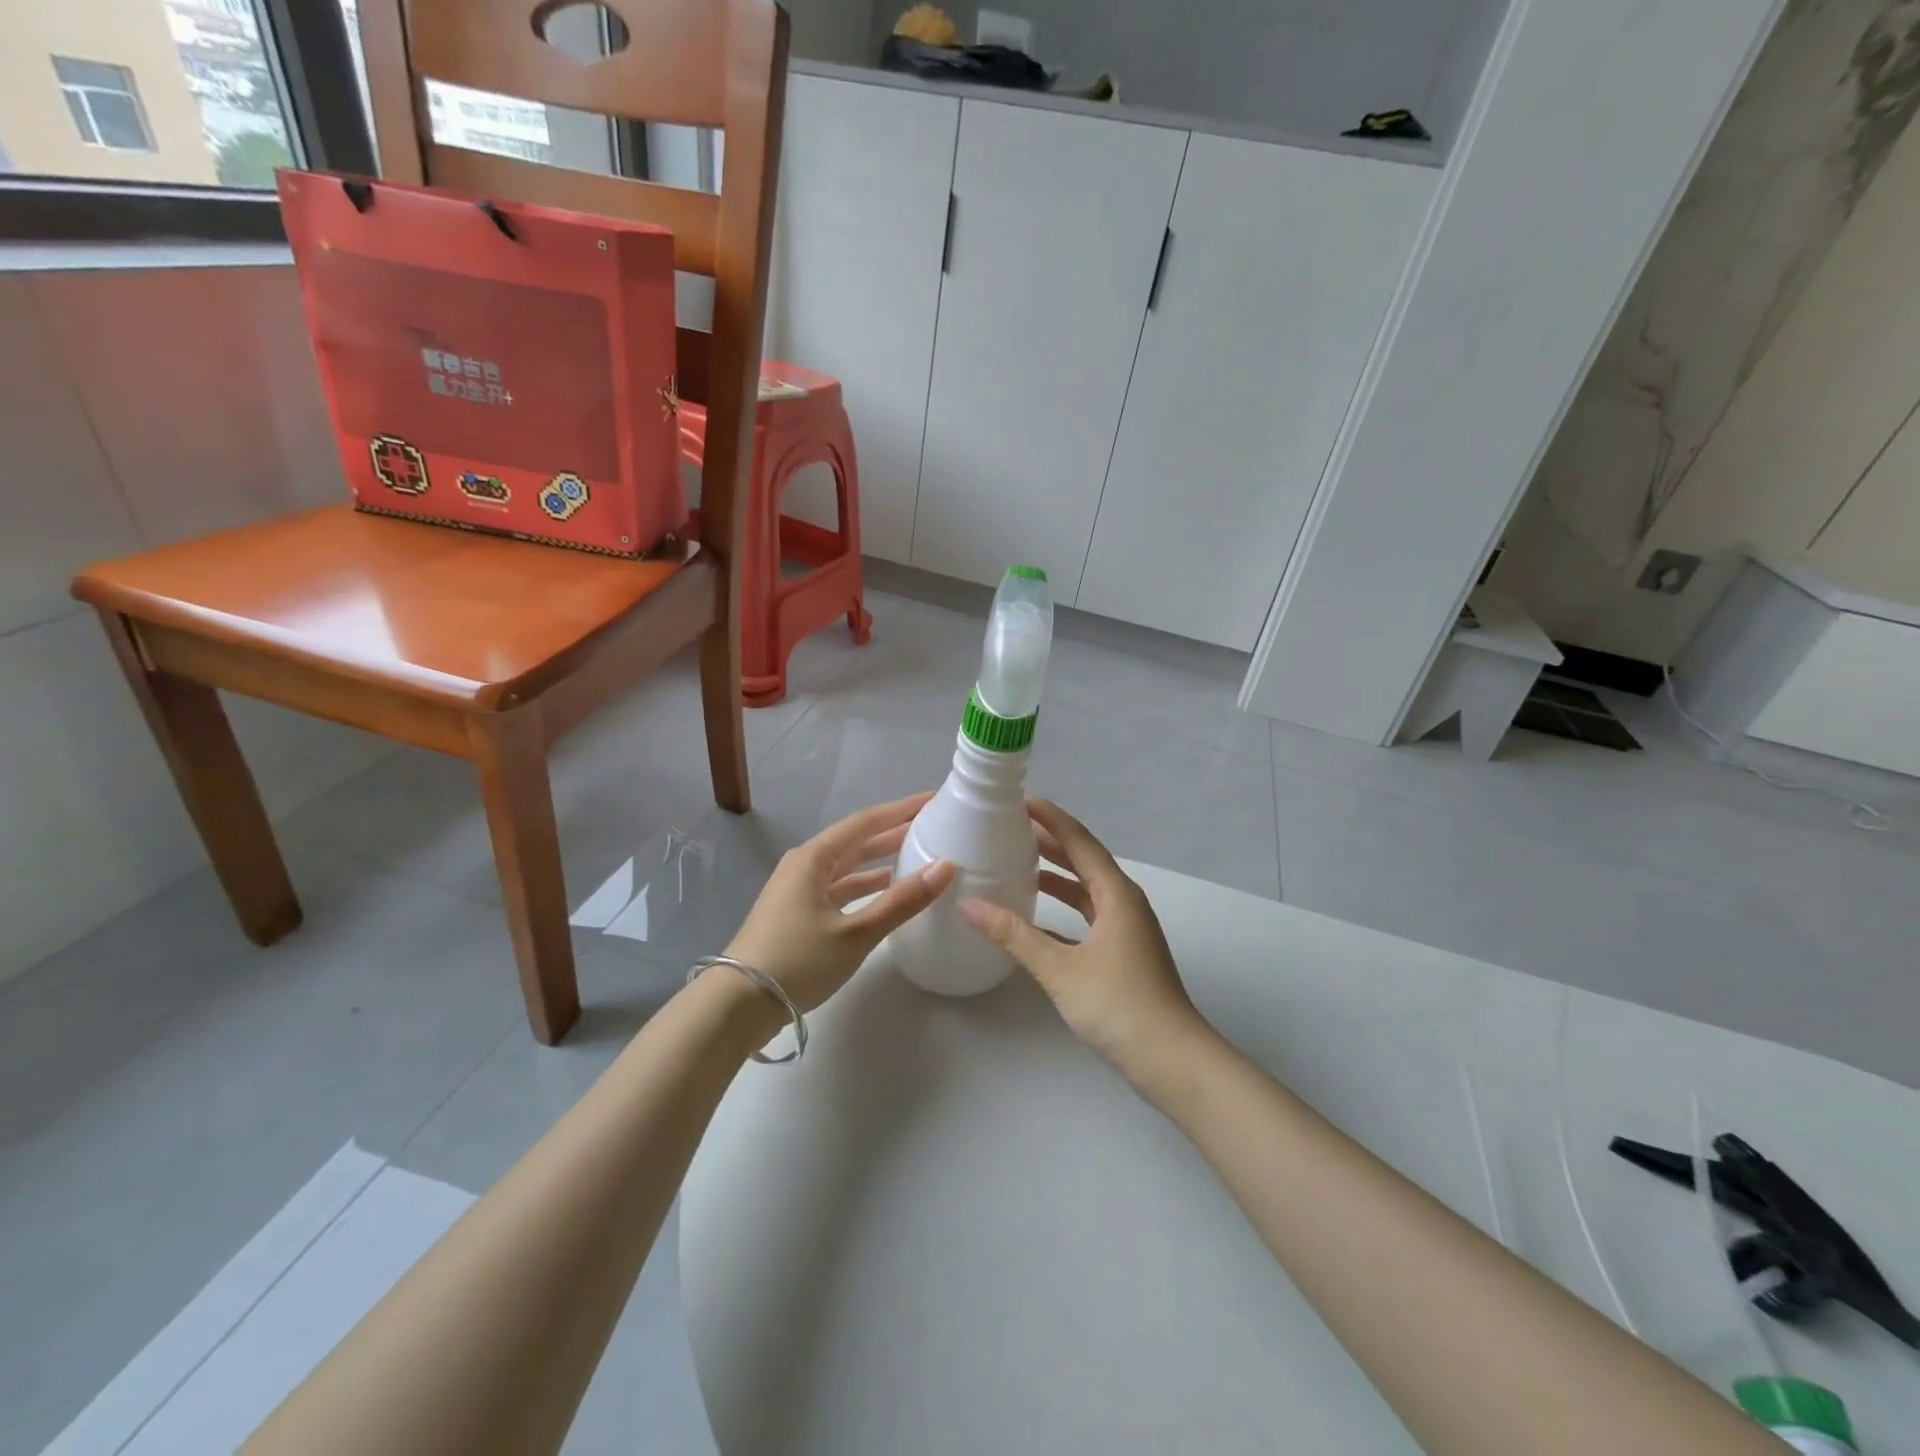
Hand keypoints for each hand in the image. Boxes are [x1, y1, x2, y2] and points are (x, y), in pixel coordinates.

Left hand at [723, 792, 955, 1013]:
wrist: (738, 1005)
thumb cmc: (798, 961)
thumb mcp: (856, 933)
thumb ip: (902, 901)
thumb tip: (946, 867)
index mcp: (814, 858)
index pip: (866, 822)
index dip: (901, 809)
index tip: (933, 799)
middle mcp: (805, 865)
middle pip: (856, 841)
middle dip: (893, 832)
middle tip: (932, 825)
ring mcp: (798, 890)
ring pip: (847, 866)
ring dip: (880, 860)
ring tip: (918, 854)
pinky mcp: (797, 914)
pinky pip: (839, 888)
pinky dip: (865, 886)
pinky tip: (887, 891)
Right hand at [957, 800, 1207, 1083]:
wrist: (1171, 1059)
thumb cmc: (1118, 1004)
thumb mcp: (1059, 968)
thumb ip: (1013, 935)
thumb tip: (969, 904)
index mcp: (1116, 893)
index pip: (1079, 840)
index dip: (1050, 817)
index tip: (1019, 800)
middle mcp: (1124, 902)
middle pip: (1083, 860)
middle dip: (1049, 841)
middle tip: (1010, 828)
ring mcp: (1126, 928)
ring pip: (1086, 889)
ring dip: (1055, 875)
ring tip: (1017, 863)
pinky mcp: (1122, 951)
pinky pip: (1087, 915)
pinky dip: (1063, 907)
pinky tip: (1035, 915)